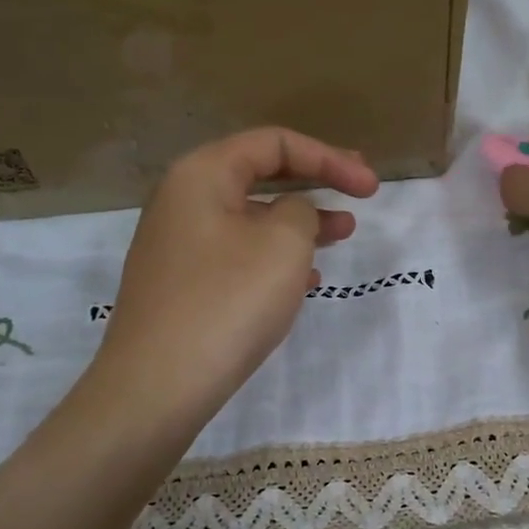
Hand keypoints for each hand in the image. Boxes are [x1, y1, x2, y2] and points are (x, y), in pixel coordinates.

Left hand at [92, 128, 378, 429]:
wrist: (158, 384)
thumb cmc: (228, 300)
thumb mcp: (284, 243)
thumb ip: (302, 210)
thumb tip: (292, 213)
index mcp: (201, 174)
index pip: (273, 143)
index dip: (329, 157)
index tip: (369, 185)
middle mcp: (182, 201)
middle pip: (259, 175)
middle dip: (315, 182)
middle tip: (359, 193)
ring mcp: (177, 245)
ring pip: (251, 219)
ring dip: (300, 223)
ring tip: (342, 235)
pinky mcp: (181, 285)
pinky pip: (237, 255)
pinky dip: (275, 258)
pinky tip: (306, 281)